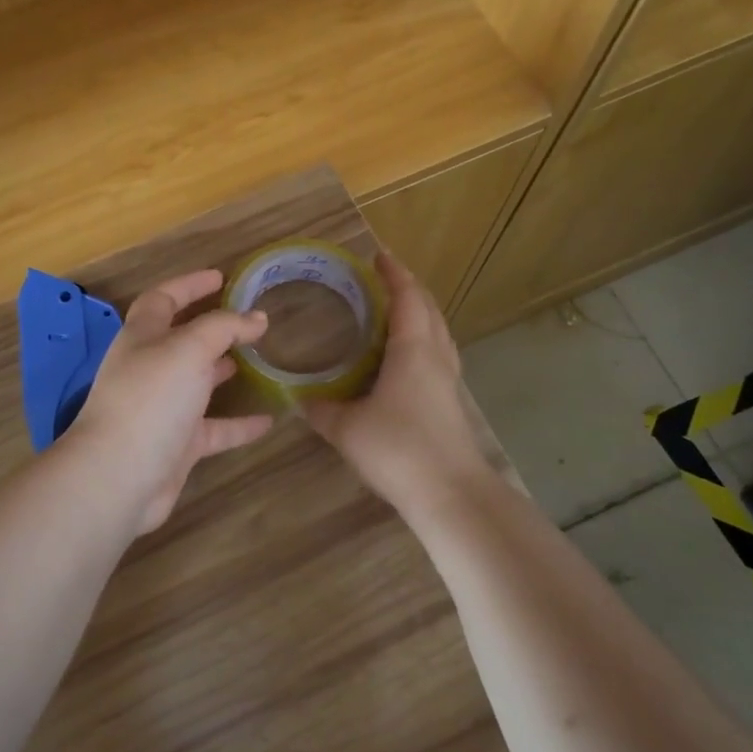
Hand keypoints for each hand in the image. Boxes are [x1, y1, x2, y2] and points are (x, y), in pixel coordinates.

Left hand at [65, 270, 274, 534]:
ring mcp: (162, 409)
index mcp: (142, 338)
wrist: (118, 477)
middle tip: (247, 320)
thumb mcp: (189, 349)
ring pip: (197, 383)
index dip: (189, 285)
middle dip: (211, 328)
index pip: (163, 299)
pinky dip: (240, 424)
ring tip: (259, 359)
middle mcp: (149, 369)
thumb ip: (224, 328)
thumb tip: (257, 317)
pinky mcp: (177, 446)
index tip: (221, 277)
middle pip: (180, 340)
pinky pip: (214, 429)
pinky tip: (270, 420)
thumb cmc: (150, 399)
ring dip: (223, 370)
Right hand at [304, 253, 494, 515]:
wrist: (451, 494)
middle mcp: (437, 357)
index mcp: (414, 349)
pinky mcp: (451, 404)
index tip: (378, 257)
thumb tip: (302, 399)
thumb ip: (322, 410)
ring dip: (419, 315)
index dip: (394, 274)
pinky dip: (421, 343)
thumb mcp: (348, 429)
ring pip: (438, 333)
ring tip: (393, 314)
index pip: (407, 297)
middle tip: (383, 281)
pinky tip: (403, 362)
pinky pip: (437, 356)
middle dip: (409, 290)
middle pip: (429, 310)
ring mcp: (449, 381)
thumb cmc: (398, 449)